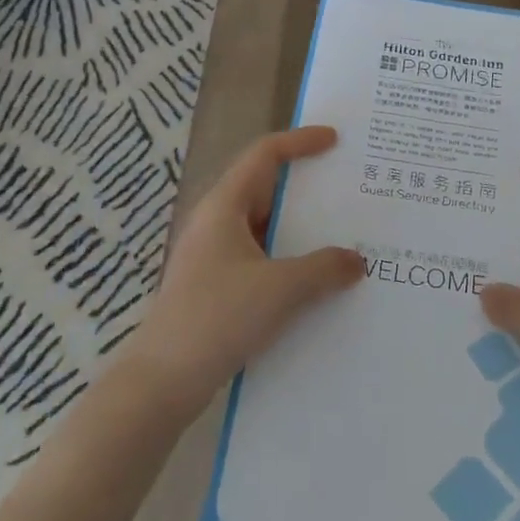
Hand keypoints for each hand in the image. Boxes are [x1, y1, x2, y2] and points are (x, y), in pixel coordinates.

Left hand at [121, 127, 361, 412]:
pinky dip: (289, 260)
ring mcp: (214, 256)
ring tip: (342, 234)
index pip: (264, 155)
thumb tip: (357, 260)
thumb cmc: (218, 318)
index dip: (300, 141)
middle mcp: (216, 223)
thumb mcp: (280, 289)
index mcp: (224, 206)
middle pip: (265, 188)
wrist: (162, 381)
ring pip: (265, 228)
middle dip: (306, 186)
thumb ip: (324, 269)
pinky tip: (317, 281)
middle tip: (348, 188)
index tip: (334, 140)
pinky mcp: (216, 287)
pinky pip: (261, 259)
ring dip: (300, 229)